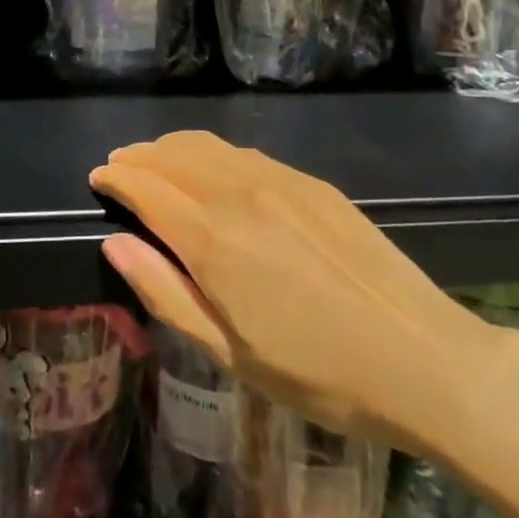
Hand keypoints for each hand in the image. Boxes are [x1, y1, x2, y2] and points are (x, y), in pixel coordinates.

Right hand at [91, 131, 507, 451]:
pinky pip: (245, 153)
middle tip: (120, 166)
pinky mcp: (311, 182)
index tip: (98, 178)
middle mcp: (240, 193)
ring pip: (208, 145)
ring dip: (172, 148)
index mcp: (213, 239)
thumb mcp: (229, 352)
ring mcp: (279, 180)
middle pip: (173, 155)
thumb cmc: (317, 372)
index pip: (147, 187)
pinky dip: (212, 153)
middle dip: (139, 156)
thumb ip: (165, 292)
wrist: (420, 356)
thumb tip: (115, 244)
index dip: (117, 177)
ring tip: (156, 161)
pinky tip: (212, 170)